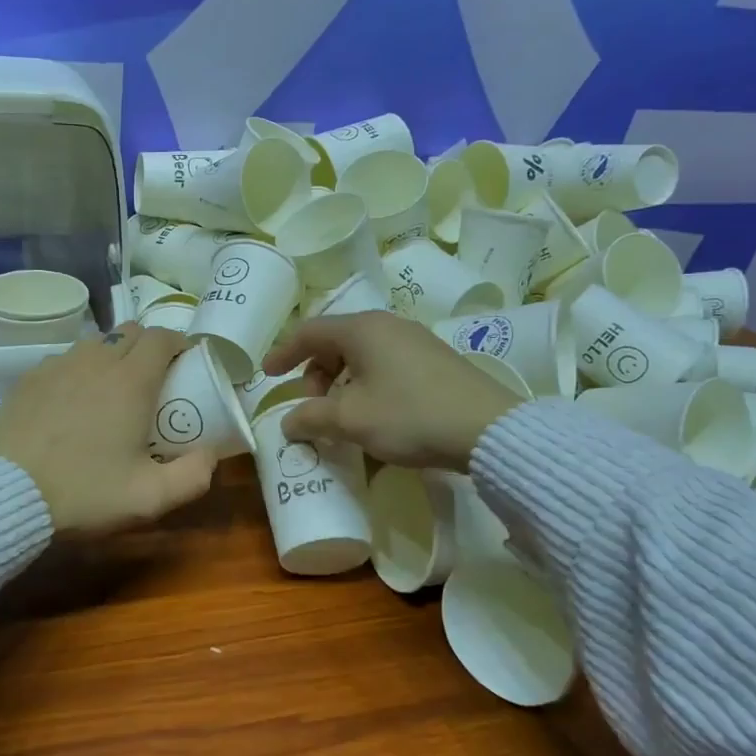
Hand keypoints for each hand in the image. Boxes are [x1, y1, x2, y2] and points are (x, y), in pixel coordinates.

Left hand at [0, 324, 216, 534]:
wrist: (6, 494)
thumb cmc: (84, 492)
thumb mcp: (149, 498)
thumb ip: (193, 476)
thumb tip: (211, 454)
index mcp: (131, 380)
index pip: (162, 337)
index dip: (178, 344)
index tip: (185, 364)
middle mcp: (96, 361)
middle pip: (130, 332)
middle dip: (148, 346)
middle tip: (154, 379)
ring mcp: (58, 366)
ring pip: (95, 343)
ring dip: (112, 355)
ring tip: (113, 389)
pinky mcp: (28, 379)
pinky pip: (64, 360)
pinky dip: (79, 370)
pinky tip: (73, 401)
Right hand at [262, 313, 521, 470]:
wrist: (487, 429)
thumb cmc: (409, 415)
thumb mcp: (351, 419)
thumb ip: (311, 417)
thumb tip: (288, 422)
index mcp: (362, 329)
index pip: (309, 332)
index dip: (284, 352)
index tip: (268, 375)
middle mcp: (388, 326)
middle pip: (336, 342)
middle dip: (315, 374)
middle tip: (312, 407)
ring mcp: (415, 341)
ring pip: (362, 356)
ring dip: (341, 383)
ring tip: (342, 416)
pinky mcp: (435, 361)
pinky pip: (386, 365)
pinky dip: (367, 386)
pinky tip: (375, 416)